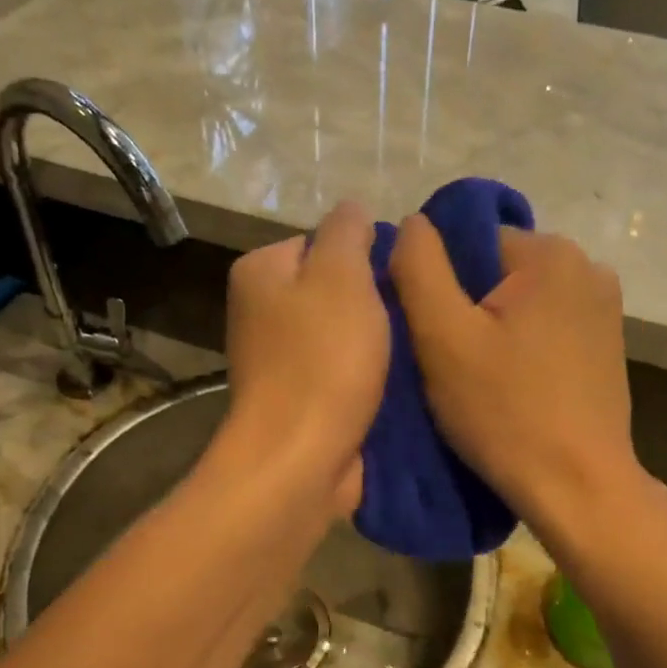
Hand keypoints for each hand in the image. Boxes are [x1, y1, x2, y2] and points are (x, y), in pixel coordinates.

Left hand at [218, 201, 389, 514]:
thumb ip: (348, 231)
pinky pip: (340, 369)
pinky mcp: (297, 397)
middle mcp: (259, 310)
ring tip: (407, 349)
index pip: (321, 240)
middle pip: (332, 288)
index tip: (395, 281)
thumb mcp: (342, 276)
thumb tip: (352, 209)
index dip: (364, 256)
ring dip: (374, 340)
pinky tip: (393, 381)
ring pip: (340, 331)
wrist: (300, 458)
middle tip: (407, 316)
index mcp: (261, 271)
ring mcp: (276, 358)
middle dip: (371, 301)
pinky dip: (364, 374)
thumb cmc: (323, 359)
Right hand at [390, 217, 639, 533]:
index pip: (470, 242)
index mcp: (551, 253)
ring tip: (477, 378)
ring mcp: (604, 306)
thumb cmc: (506, 412)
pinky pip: (546, 325)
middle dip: (467, 306)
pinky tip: (512, 385)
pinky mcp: (607, 343)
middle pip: (497, 269)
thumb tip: (413, 222)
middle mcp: (588, 266)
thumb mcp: (443, 337)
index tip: (430, 335)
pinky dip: (522, 345)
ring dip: (493, 328)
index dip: (439, 284)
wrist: (580, 488)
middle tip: (448, 362)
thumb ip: (418, 267)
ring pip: (520, 300)